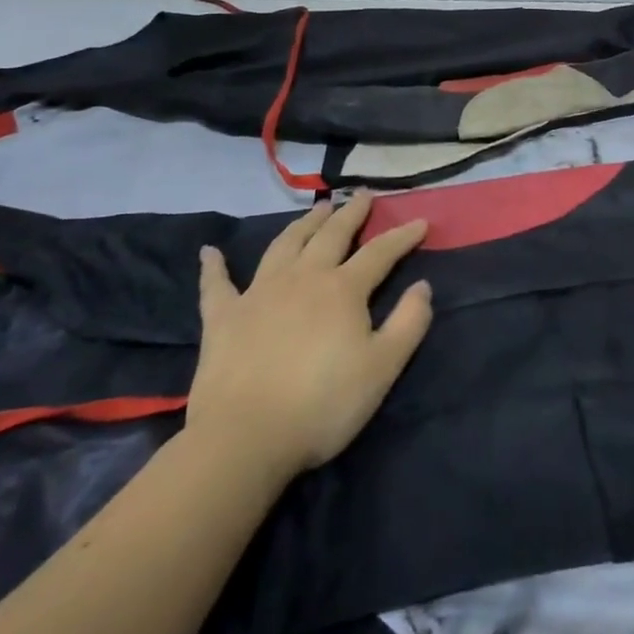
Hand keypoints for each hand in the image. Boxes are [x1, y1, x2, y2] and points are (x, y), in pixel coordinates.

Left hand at [188, 195, 432, 477]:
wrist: (245, 438)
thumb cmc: (323, 405)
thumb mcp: (383, 367)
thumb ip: (409, 323)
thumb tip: (423, 285)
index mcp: (343, 289)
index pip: (380, 253)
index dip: (402, 236)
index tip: (420, 221)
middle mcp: (302, 278)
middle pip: (331, 235)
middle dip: (350, 213)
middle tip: (363, 195)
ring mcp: (259, 293)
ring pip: (284, 245)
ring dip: (303, 224)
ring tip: (317, 209)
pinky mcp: (223, 317)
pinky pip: (217, 284)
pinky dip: (214, 266)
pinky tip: (210, 251)